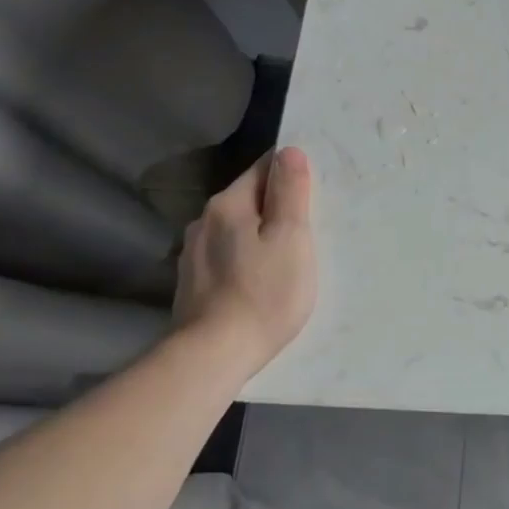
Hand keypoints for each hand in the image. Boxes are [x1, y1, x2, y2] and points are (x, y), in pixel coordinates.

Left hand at [173, 147, 317, 373]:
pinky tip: (260, 280)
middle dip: (277, 206)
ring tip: (286, 256)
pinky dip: (246, 258)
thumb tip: (289, 152)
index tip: (315, 192)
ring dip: (260, 234)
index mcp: (228, 204)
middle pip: (250, 199)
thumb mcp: (291, 237)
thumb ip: (290, 192)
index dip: (292, 174)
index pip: (264, 168)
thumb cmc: (264, 293)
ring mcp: (194, 253)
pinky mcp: (192, 282)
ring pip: (237, 228)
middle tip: (308, 227)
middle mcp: (204, 221)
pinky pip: (228, 255)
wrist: (213, 356)